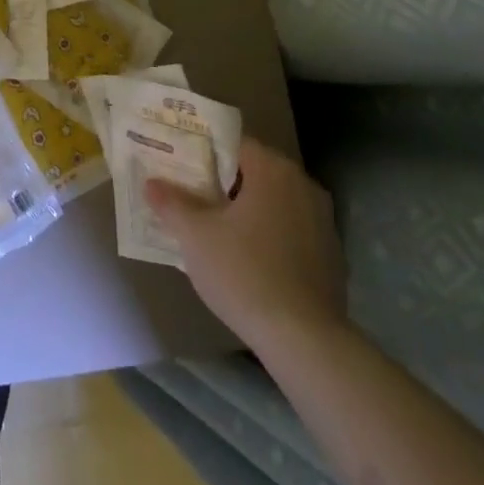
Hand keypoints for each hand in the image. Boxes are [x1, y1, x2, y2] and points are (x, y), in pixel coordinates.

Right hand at [146, 136, 346, 353]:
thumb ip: (171, 203)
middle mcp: (303, 185)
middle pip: (254, 172)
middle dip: (223, 182)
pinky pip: (291, 230)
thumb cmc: (244, 273)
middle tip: (191, 194)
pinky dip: (269, 234)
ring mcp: (323, 222)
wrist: (305, 341)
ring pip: (274, 202)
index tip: (180, 165)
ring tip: (215, 226)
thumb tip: (151, 183)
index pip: (233, 144)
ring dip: (247, 209)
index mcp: (273, 170)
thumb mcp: (194, 236)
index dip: (204, 152)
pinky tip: (247, 258)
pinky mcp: (332, 256)